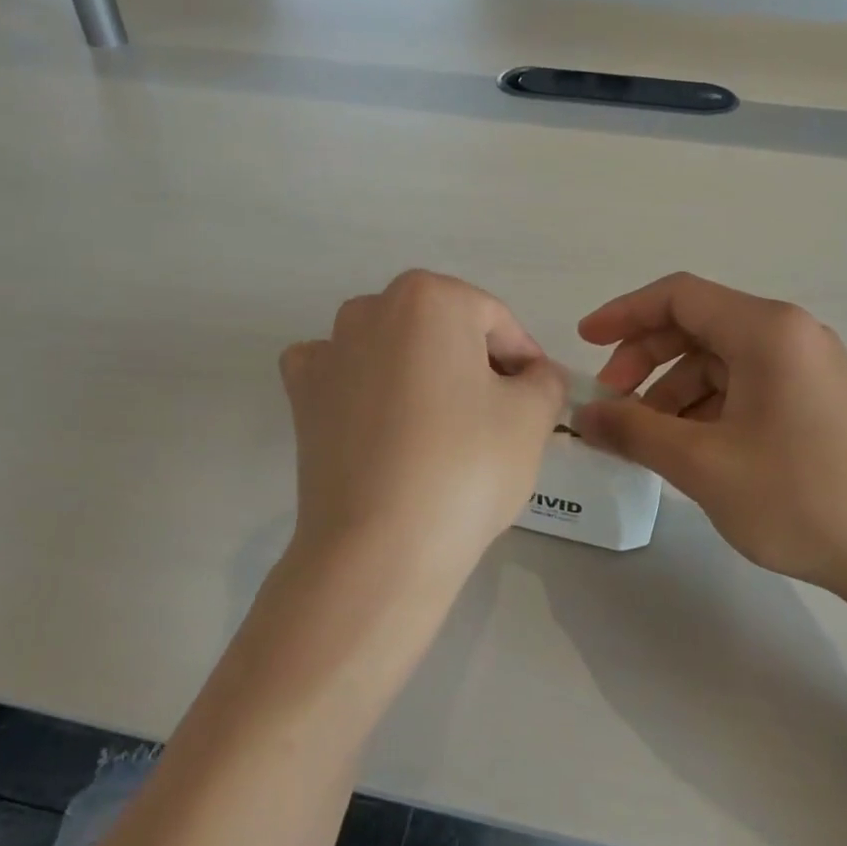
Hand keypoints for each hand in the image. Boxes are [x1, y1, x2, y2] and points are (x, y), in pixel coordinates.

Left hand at [281, 271, 565, 593]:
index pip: (496, 321)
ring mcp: (327, 351)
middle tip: (496, 417)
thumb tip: (534, 377)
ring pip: (392, 349)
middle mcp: (369, 308)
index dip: (524, 361)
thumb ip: (545, 380)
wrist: (378, 548)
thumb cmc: (465, 468)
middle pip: (442, 330)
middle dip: (473, 364)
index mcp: (429, 297)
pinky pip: (344, 375)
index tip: (537, 401)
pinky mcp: (301, 396)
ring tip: (442, 429)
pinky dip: (364, 388)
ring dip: (421, 374)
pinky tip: (381, 423)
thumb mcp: (532, 418)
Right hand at [573, 273, 846, 604]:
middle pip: (697, 327)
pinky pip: (745, 390)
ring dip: (672, 393)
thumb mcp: (702, 464)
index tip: (584, 344)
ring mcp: (808, 370)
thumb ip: (634, 431)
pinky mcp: (816, 404)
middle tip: (612, 406)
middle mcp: (790, 336)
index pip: (679, 296)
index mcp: (766, 331)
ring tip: (647, 442)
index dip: (623, 314)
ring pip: (719, 363)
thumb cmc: (799, 497)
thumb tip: (585, 415)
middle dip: (644, 361)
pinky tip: (690, 452)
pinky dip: (706, 410)